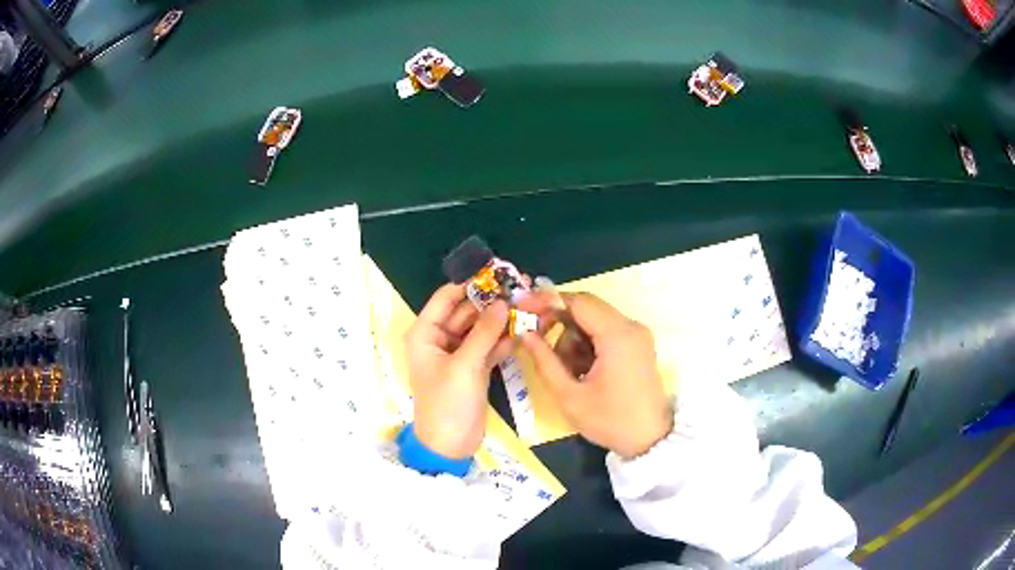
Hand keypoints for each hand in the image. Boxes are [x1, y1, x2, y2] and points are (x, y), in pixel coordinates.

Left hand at [404, 284, 512, 458]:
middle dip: (493, 302)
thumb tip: (502, 302)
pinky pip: (490, 346)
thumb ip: (483, 333)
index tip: (497, 272)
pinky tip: (527, 328)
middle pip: (467, 312)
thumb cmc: (447, 403)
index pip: (446, 298)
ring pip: (481, 329)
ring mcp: (459, 354)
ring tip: (530, 304)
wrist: (450, 445)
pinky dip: (505, 339)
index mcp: (425, 334)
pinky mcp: (474, 368)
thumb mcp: (464, 366)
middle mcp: (440, 339)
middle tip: (523, 288)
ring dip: (503, 319)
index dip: (470, 284)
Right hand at [520, 293, 672, 458]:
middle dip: (558, 320)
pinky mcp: (637, 344)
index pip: (577, 302)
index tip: (522, 308)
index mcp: (617, 335)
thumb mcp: (569, 396)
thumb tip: (524, 334)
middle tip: (535, 338)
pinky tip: (582, 369)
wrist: (650, 439)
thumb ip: (544, 361)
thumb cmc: (609, 420)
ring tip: (566, 369)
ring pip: (594, 319)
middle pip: (586, 307)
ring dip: (572, 336)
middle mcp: (630, 326)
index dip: (546, 301)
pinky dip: (587, 343)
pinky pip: (605, 331)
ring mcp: (637, 334)